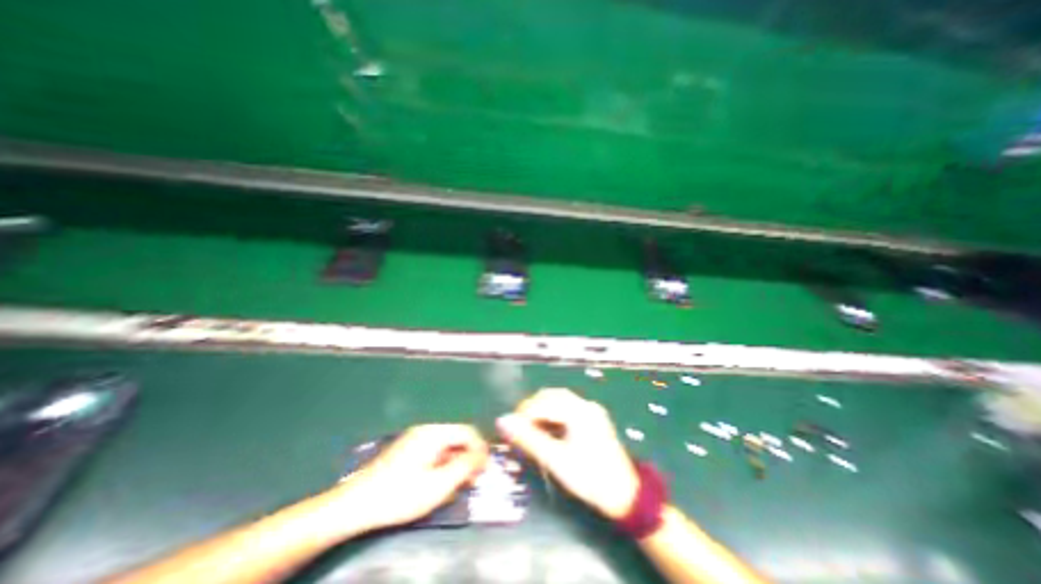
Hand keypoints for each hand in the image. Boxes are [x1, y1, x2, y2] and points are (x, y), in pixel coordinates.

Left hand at [330, 425, 490, 533]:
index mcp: (435, 433)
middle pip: (457, 437)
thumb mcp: (438, 484)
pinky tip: (440, 481)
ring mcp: (416, 438)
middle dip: (469, 456)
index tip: (487, 467)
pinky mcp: (408, 449)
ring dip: (457, 461)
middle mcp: (427, 430)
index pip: (467, 432)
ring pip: (446, 444)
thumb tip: (482, 456)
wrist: (356, 504)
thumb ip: (464, 467)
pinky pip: (435, 450)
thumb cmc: (400, 494)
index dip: (480, 448)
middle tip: (474, 478)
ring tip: (459, 483)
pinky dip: (443, 463)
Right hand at [498, 387, 643, 520]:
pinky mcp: (593, 418)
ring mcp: (591, 410)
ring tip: (531, 429)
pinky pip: (568, 408)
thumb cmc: (589, 478)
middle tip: (520, 428)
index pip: (543, 402)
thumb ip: (528, 439)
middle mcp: (585, 404)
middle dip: (532, 408)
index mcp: (578, 411)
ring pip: (559, 400)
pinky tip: (549, 430)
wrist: (625, 495)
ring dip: (542, 410)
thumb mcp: (556, 460)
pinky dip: (554, 415)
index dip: (523, 413)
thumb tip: (503, 421)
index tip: (510, 429)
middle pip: (551, 396)